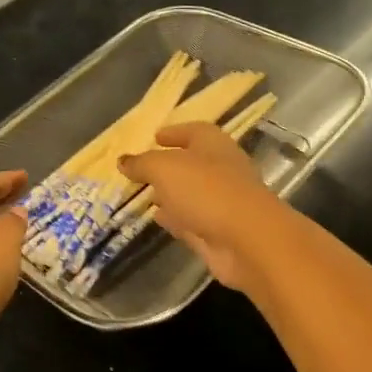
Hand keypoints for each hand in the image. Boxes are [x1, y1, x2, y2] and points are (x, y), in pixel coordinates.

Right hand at [119, 123, 287, 290]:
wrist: (248, 241)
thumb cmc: (206, 190)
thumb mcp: (164, 168)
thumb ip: (142, 163)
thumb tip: (123, 161)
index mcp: (214, 144)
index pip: (193, 131)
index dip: (174, 132)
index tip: (154, 136)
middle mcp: (222, 170)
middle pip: (192, 163)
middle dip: (170, 166)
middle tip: (143, 169)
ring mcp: (222, 203)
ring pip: (191, 194)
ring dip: (171, 194)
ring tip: (145, 194)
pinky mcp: (219, 232)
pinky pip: (191, 220)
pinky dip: (175, 218)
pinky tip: (157, 218)